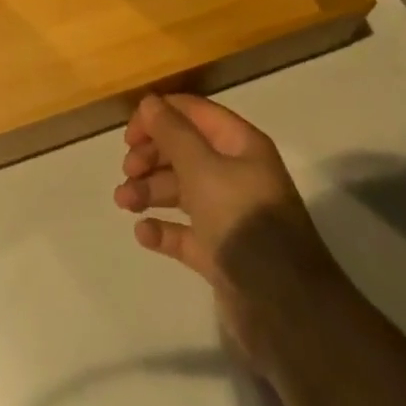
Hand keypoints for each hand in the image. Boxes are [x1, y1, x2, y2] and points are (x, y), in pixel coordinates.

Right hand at [116, 94, 348, 373]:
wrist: (281, 304)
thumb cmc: (240, 220)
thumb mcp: (202, 168)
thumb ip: (173, 133)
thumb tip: (149, 102)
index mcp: (240, 145)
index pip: (194, 112)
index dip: (159, 116)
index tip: (128, 135)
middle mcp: (236, 173)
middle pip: (185, 151)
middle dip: (152, 156)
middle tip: (127, 171)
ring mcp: (228, 214)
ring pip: (181, 190)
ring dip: (150, 190)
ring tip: (124, 202)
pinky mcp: (220, 251)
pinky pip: (185, 232)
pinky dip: (163, 229)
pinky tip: (143, 233)